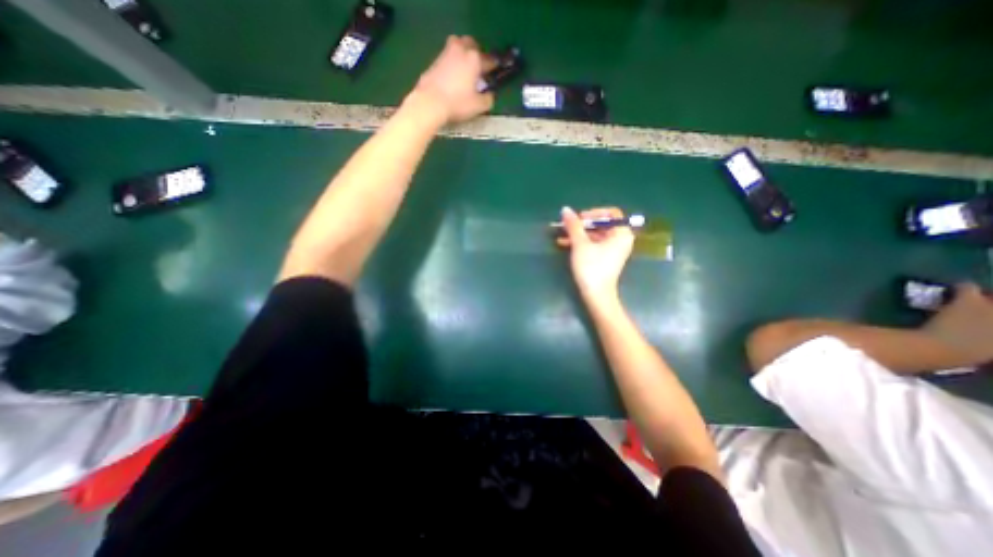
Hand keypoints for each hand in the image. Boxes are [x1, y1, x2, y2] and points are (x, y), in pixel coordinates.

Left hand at [405, 35, 494, 124]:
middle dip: (476, 51)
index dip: (493, 66)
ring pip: (456, 46)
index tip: (495, 70)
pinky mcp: (434, 62)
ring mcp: (445, 54)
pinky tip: (452, 76)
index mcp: (474, 59)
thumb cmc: (458, 103)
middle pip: (470, 43)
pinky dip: (451, 63)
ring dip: (462, 54)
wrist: (430, 102)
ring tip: (464, 68)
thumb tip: (490, 95)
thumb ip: (488, 99)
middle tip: (478, 64)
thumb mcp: (478, 106)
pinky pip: (446, 58)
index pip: (488, 60)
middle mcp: (460, 50)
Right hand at [558, 204, 636, 300]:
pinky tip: (564, 243)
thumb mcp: (580, 244)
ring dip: (578, 234)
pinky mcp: (605, 259)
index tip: (579, 218)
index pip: (611, 214)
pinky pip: (593, 245)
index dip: (594, 213)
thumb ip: (573, 225)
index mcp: (621, 234)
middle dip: (582, 224)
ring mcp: (613, 250)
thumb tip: (565, 209)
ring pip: (595, 235)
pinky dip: (581, 243)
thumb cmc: (592, 267)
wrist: (596, 295)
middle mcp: (620, 240)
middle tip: (567, 226)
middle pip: (602, 224)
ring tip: (561, 235)